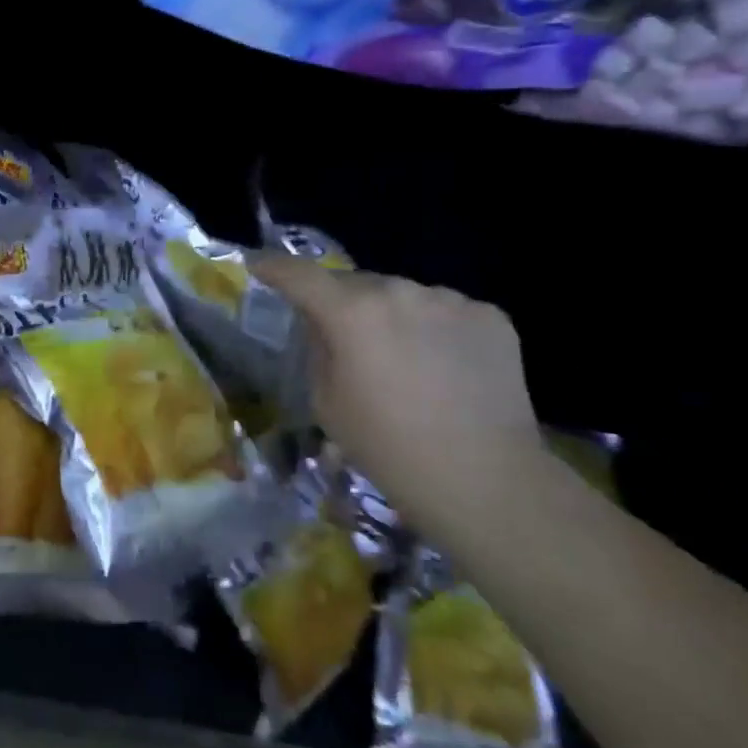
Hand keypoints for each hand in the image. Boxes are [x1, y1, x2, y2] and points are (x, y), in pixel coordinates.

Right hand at [251, 256, 544, 526]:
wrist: (486, 482)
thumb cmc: (390, 450)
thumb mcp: (327, 404)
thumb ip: (318, 350)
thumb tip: (324, 325)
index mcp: (351, 313)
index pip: (300, 274)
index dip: (274, 267)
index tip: (258, 264)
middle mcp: (399, 291)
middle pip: (356, 284)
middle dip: (343, 304)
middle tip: (347, 339)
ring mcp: (450, 300)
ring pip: (404, 296)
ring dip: (393, 316)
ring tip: (405, 360)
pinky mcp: (490, 316)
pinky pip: (446, 312)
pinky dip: (436, 330)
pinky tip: (446, 369)